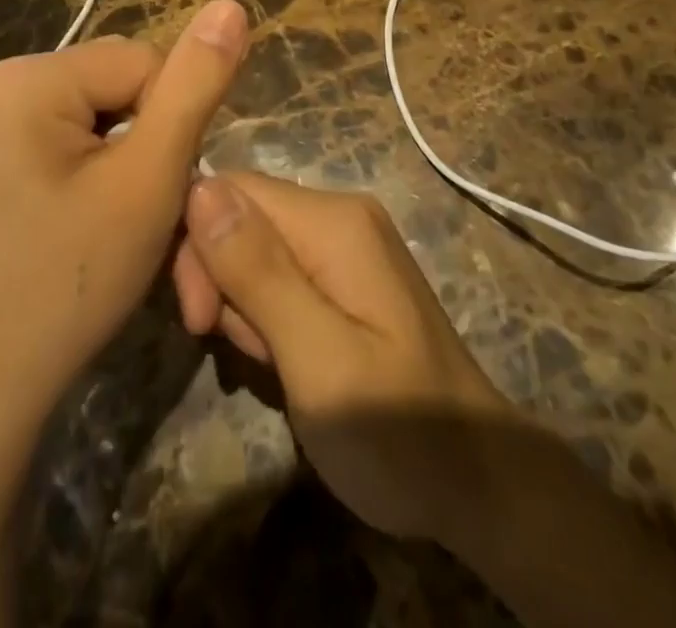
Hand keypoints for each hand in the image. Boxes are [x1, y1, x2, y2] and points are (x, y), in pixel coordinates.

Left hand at [0, 0, 248, 442]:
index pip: (140, 62)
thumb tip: (230, 5)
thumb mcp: (150, 179)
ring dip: (122, 159)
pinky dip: (90, 172)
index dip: (170, 124)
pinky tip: (81, 225)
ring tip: (113, 225)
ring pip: (93, 113)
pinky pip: (60, 139)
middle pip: (113, 84)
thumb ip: (195, 85)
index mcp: (24, 78)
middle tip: (136, 215)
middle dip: (144, 141)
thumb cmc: (72, 283)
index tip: (157, 192)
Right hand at [170, 171, 514, 542]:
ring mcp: (346, 243)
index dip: (199, 247)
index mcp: (333, 220)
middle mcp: (339, 214)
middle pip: (243, 217)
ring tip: (278, 365)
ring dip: (246, 306)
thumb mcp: (317, 357)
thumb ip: (258, 272)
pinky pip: (281, 273)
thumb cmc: (394, 432)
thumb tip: (200, 189)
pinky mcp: (346, 274)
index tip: (200, 322)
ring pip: (256, 249)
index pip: (230, 190)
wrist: (477, 485)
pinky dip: (269, 315)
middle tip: (247, 355)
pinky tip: (289, 359)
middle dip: (223, 281)